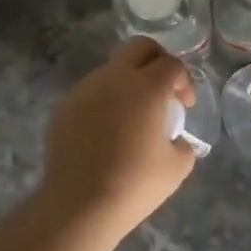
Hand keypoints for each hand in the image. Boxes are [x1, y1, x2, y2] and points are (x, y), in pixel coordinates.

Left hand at [42, 38, 197, 233]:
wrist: (79, 204)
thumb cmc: (134, 184)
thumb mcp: (177, 168)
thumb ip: (183, 144)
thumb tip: (175, 138)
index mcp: (147, 87)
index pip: (172, 65)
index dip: (184, 82)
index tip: (185, 106)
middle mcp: (115, 78)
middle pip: (140, 47)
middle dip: (157, 60)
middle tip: (163, 89)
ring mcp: (85, 89)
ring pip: (112, 69)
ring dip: (128, 82)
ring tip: (133, 116)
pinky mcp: (65, 106)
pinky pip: (91, 93)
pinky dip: (105, 102)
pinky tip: (106, 133)